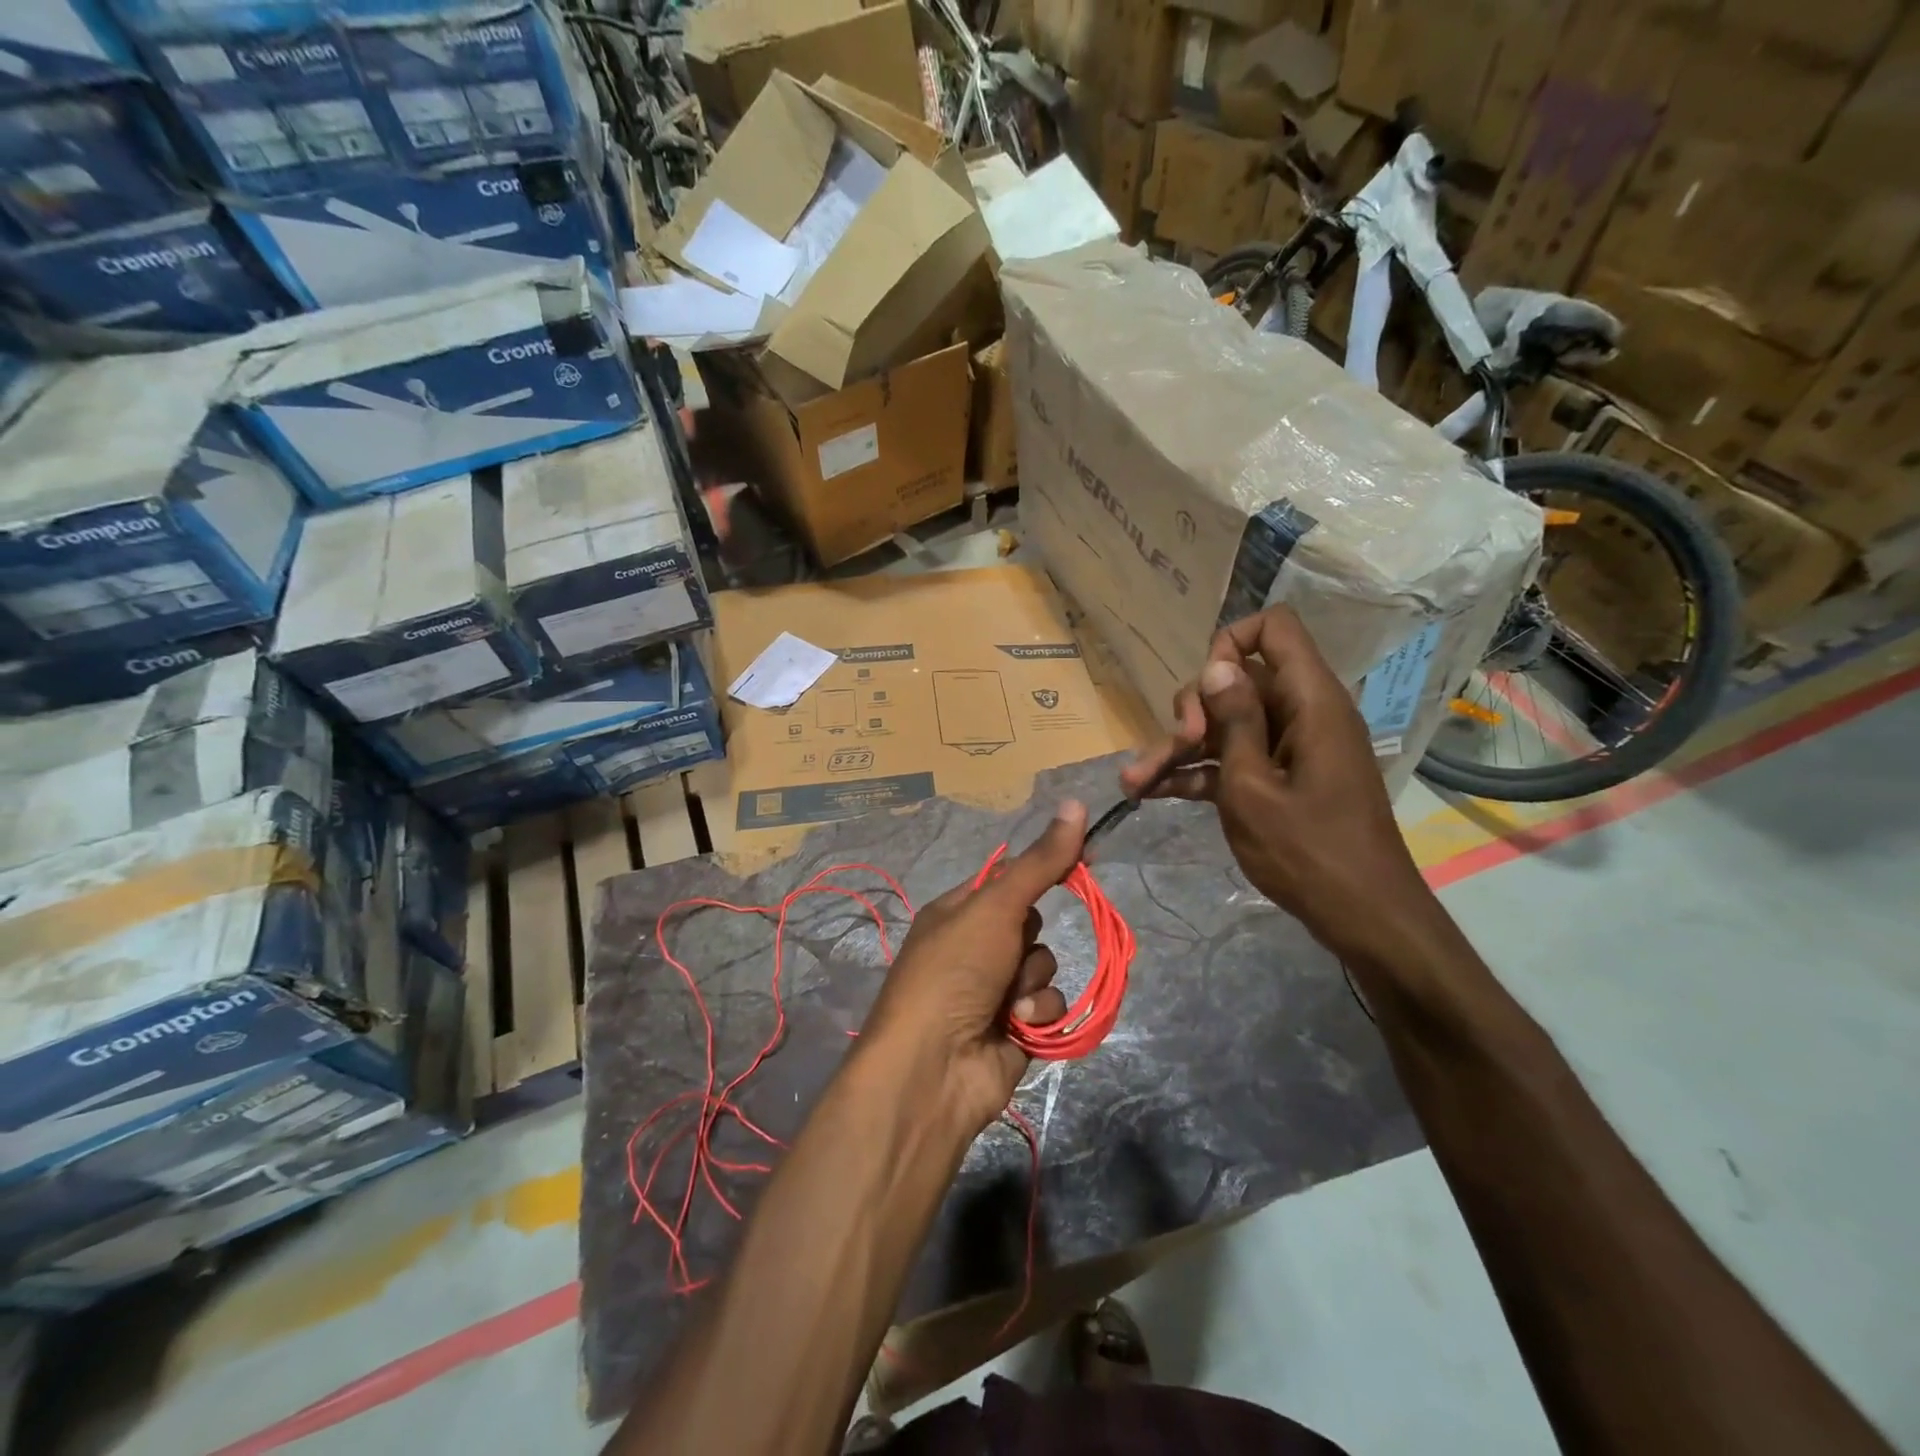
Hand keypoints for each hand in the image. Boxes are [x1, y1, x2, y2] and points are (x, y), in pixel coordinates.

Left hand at [860, 801, 1087, 1133]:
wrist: (933, 1068)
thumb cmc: (954, 971)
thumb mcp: (995, 907)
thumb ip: (1040, 862)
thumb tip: (1076, 802)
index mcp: (958, 910)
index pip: (1010, 876)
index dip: (1044, 866)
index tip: (1083, 857)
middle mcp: (975, 946)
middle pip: (1032, 921)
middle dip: (1029, 937)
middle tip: (1010, 948)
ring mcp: (994, 988)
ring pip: (1043, 964)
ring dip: (1032, 982)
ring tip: (1006, 1001)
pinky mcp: (1015, 1028)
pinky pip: (1048, 1005)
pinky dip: (1036, 1014)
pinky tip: (1015, 1027)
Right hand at [1120, 607, 1440, 966]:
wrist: (1361, 917)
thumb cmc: (1308, 851)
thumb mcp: (1254, 787)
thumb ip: (1235, 722)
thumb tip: (1217, 666)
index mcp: (1309, 702)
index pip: (1275, 629)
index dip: (1231, 644)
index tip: (1205, 691)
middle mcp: (1301, 714)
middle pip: (1236, 682)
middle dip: (1192, 711)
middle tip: (1174, 748)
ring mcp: (1289, 748)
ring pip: (1225, 726)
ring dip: (1179, 750)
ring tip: (1134, 782)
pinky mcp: (1279, 779)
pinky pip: (1232, 759)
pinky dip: (1197, 773)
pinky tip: (1153, 794)